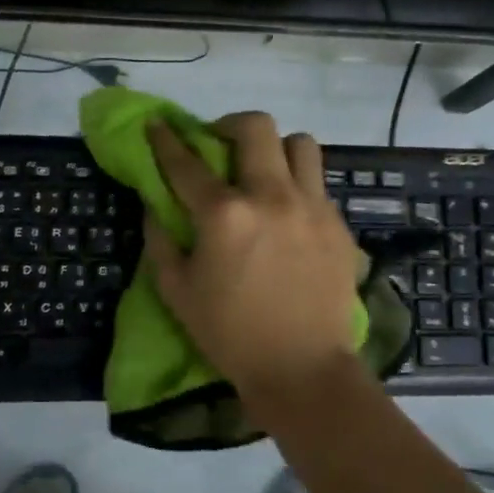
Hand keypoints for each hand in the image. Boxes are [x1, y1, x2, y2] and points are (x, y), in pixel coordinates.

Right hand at [144, 112, 364, 411]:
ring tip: (264, 172)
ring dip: (275, 148)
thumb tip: (155, 206)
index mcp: (224, 214)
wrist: (302, 368)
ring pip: (300, 143)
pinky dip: (298, 185)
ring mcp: (311, 207)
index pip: (187, 162)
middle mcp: (271, 196)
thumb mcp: (177, 292)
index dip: (166, 139)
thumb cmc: (230, 334)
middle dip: (230, 125)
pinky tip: (288, 213)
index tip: (158, 124)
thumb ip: (160, 241)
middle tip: (220, 146)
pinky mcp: (338, 224)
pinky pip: (318, 182)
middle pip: (256, 128)